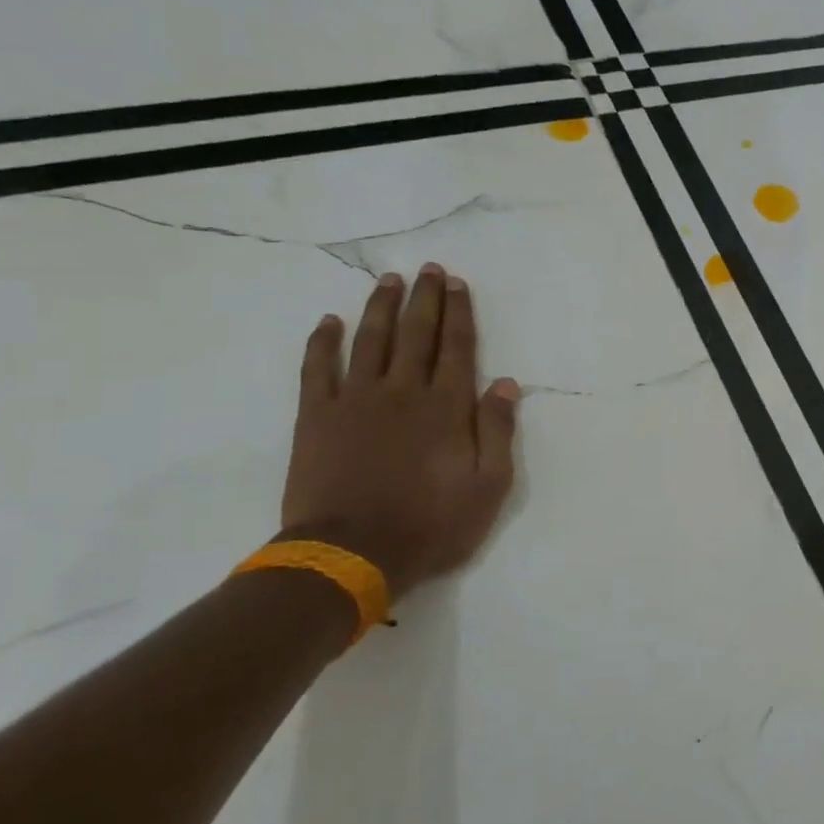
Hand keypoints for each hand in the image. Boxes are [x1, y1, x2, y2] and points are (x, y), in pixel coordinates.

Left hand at [280, 264, 519, 599]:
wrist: (354, 554)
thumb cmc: (432, 524)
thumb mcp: (489, 487)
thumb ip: (498, 431)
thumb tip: (506, 384)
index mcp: (447, 407)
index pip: (457, 347)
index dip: (459, 313)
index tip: (457, 283)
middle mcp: (403, 391)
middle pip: (416, 334)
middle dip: (424, 299)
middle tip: (428, 269)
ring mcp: (356, 400)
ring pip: (370, 341)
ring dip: (380, 307)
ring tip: (388, 280)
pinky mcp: (317, 417)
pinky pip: (318, 368)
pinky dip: (323, 342)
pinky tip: (329, 322)